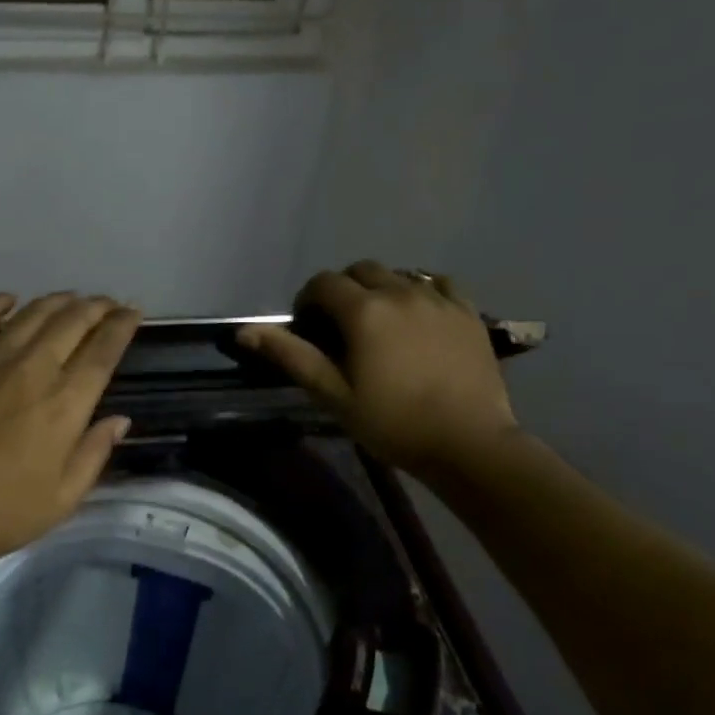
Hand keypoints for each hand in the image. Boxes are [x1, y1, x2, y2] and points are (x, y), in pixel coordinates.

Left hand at [0, 292, 142, 574]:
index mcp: (65, 404)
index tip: (133, 311)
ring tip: (72, 298)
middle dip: (96, 307)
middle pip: (71, 322)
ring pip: (31, 314)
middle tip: (108, 303)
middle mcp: (32, 371)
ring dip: (57, 301)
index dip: (122, 326)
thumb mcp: (64, 498)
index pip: (103, 351)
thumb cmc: (3, 513)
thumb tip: (119, 419)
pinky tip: (9, 299)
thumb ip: (95, 453)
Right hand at [238, 261, 518, 473]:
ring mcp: (439, 299)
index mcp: (364, 311)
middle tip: (341, 328)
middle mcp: (401, 292)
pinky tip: (419, 316)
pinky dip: (420, 291)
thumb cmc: (392, 423)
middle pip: (361, 270)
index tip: (308, 329)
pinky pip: (439, 284)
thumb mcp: (333, 394)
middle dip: (343, 290)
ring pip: (399, 274)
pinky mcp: (469, 312)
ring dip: (380, 290)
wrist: (468, 443)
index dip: (308, 300)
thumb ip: (292, 356)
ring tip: (380, 325)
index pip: (323, 282)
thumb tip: (246, 331)